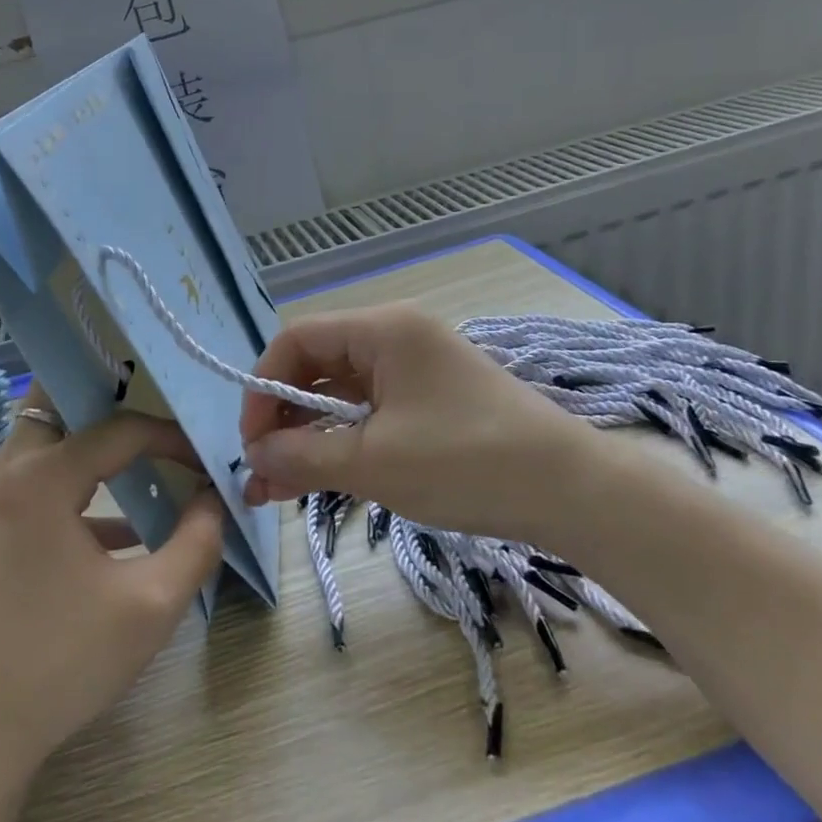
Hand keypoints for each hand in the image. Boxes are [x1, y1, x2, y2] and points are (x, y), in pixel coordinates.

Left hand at [0, 385, 225, 792]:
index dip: (172, 438)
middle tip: (159, 413)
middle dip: (111, 399)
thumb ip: (197, 542)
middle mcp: (9, 472)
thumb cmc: (59, 664)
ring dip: (95, 442)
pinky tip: (126, 529)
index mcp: (42, 476)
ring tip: (149, 455)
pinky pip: (40, 482)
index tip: (208, 461)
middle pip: (59, 402)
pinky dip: (80, 484)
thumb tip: (213, 499)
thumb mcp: (151, 605)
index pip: (121, 428)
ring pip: (47, 440)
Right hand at [239, 303, 590, 539]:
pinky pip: (368, 416)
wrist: (570, 491)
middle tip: (259, 472)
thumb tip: (252, 456)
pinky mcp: (429, 403)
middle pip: (316, 368)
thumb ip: (303, 455)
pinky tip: (316, 480)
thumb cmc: (467, 462)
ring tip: (276, 489)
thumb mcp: (374, 463)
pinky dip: (341, 445)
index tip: (250, 442)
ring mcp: (414, 372)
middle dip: (281, 420)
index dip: (262, 387)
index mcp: (382, 331)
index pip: (297, 340)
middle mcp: (394, 339)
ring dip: (307, 438)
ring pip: (340, 397)